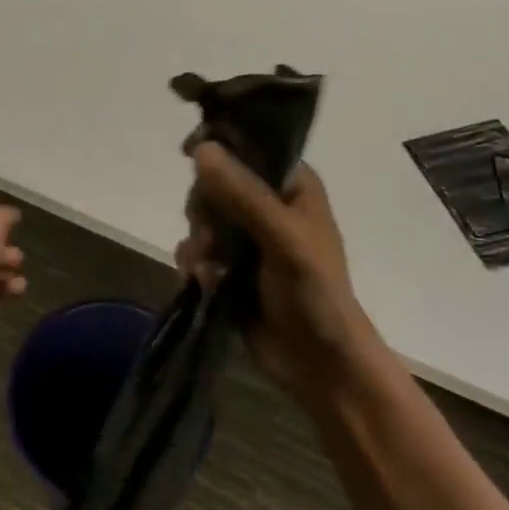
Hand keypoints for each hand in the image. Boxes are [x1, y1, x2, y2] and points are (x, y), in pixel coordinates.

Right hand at [176, 143, 374, 403]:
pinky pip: (197, 249)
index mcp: (291, 184)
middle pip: (215, 181)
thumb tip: (201, 150)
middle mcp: (267, 203)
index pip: (248, 145)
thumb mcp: (284, 239)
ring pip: (201, 216)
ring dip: (198, 239)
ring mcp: (246, 236)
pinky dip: (194, 262)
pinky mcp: (229, 267)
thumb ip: (244, 194)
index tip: (190, 153)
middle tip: (209, 232)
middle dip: (204, 207)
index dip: (218, 146)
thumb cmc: (315, 293)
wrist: (319, 364)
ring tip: (208, 265)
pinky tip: (202, 281)